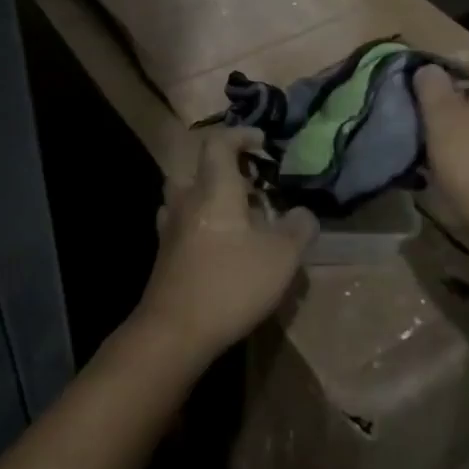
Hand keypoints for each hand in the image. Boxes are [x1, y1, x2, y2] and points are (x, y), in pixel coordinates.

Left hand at [139, 127, 317, 364]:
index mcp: (214, 189)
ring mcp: (170, 229)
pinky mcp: (165, 256)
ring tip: (237, 213)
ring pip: (187, 196)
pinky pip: (183, 223)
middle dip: (225, 168)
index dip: (240, 135)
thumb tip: (304, 213)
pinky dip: (200, 223)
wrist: (173, 333)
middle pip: (198, 168)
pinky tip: (219, 244)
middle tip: (252, 183)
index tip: (262, 142)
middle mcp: (187, 200)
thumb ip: (299, 228)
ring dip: (210, 195)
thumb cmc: (230, 283)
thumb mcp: (281, 256)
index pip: (219, 143)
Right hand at [414, 54, 468, 249]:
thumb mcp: (442, 118)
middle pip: (468, 84)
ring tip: (418, 131)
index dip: (437, 63)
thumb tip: (428, 69)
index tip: (412, 81)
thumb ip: (431, 86)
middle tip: (411, 106)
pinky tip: (436, 156)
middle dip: (438, 92)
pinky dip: (455, 139)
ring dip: (444, 118)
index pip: (466, 57)